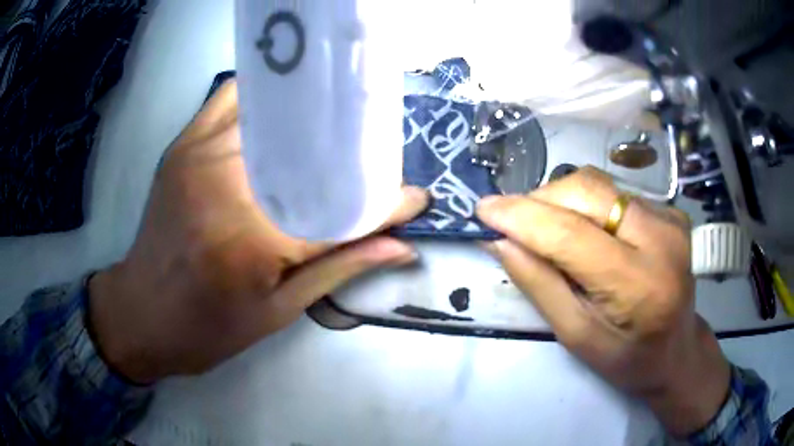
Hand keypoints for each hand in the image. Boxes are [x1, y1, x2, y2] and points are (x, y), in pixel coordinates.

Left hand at [88, 80, 428, 383]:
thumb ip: (339, 271)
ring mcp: (200, 154)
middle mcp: (225, 184)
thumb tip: (401, 247)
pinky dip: (265, 95)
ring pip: (274, 112)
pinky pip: (231, 97)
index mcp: (251, 240)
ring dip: (314, 120)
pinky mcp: (184, 145)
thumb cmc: (206, 329)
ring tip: (341, 133)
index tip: (417, 199)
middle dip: (355, 154)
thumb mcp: (276, 314)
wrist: (140, 313)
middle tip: (380, 163)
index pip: (339, 209)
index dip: (385, 203)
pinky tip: (285, 112)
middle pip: (310, 151)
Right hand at [476, 167, 729, 436]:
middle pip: (587, 191)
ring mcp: (669, 218)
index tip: (483, 210)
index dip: (522, 217)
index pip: (572, 234)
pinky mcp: (668, 210)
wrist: (677, 349)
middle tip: (514, 223)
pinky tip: (581, 229)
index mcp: (639, 285)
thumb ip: (540, 286)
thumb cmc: (627, 359)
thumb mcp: (577, 337)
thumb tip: (500, 242)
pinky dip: (584, 203)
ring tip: (544, 227)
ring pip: (598, 184)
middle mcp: (660, 238)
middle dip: (540, 201)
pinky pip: (613, 192)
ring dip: (560, 199)